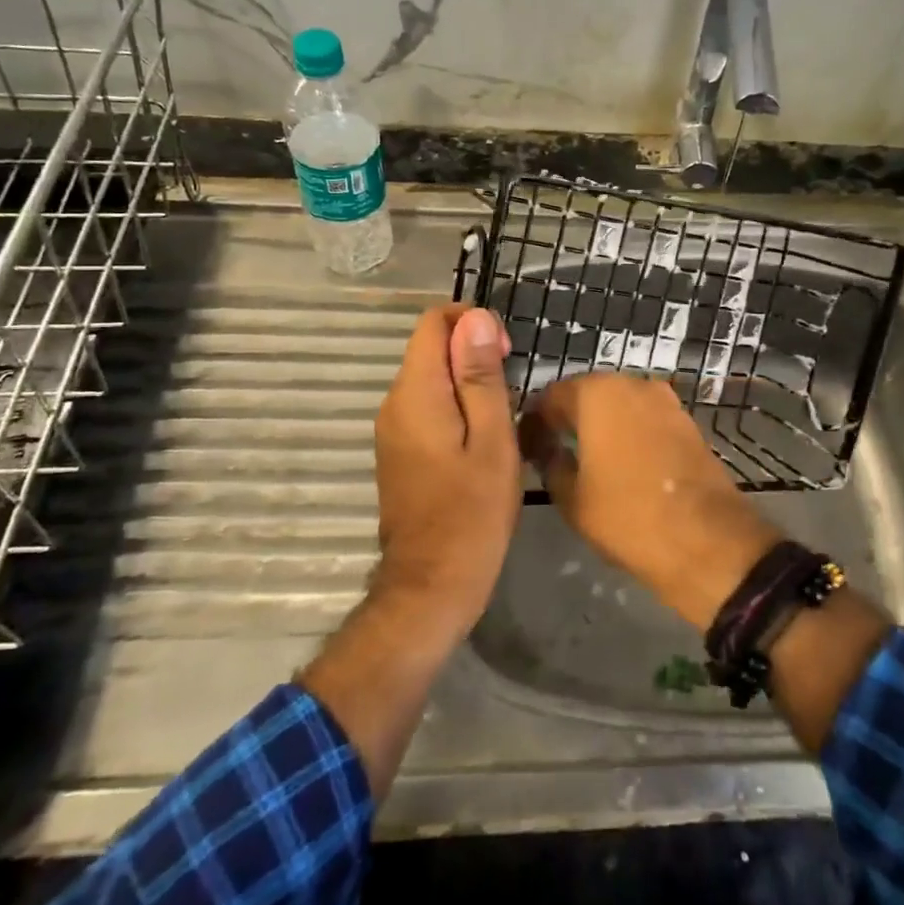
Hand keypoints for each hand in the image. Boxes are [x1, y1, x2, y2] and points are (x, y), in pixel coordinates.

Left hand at [371, 304, 521, 642]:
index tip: (505, 356)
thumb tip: (475, 318)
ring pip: (431, 378)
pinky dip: (456, 406)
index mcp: (415, 392)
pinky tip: (482, 440)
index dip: (472, 323)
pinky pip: (427, 406)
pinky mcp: (399, 450)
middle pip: (431, 347)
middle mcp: (394, 402)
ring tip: (502, 419)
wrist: (431, 586)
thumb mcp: (492, 439)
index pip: (433, 321)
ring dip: (467, 382)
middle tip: (511, 393)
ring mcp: (392, 428)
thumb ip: (480, 376)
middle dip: (473, 354)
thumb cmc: (472, 513)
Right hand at [520, 375, 782, 631]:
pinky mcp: (687, 420)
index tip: (527, 447)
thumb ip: (551, 463)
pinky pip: (645, 418)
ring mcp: (665, 400)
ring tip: (588, 458)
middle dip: (569, 417)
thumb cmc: (627, 516)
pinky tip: (622, 462)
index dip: (534, 422)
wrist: (706, 540)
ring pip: (619, 404)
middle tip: (553, 449)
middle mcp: (631, 383)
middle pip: (588, 394)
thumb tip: (546, 447)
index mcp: (596, 393)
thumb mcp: (571, 497)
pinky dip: (630, 431)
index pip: (550, 396)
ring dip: (601, 423)